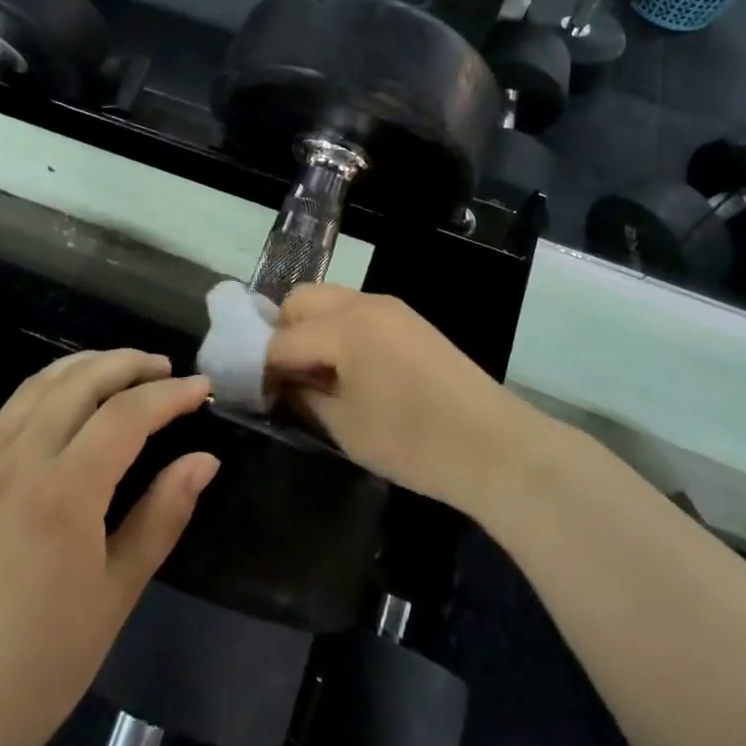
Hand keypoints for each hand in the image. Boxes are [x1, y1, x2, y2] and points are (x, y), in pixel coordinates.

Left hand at [0, 351, 217, 745]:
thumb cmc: (50, 658)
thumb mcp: (120, 589)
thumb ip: (164, 514)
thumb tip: (205, 459)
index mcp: (63, 492)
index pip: (126, 414)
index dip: (169, 395)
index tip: (201, 388)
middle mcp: (18, 462)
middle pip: (80, 381)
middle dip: (128, 363)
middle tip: (165, 368)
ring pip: (38, 385)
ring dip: (86, 366)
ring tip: (121, 369)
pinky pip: (9, 414)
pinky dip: (48, 391)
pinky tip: (68, 406)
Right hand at [265, 287, 526, 509]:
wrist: (492, 445)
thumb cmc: (412, 441)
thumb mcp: (345, 426)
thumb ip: (304, 396)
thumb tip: (281, 383)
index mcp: (343, 326)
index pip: (281, 338)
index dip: (260, 366)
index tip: (252, 392)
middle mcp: (363, 303)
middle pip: (301, 300)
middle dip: (282, 332)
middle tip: (284, 376)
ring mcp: (390, 307)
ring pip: (329, 301)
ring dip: (311, 328)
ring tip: (314, 373)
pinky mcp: (408, 320)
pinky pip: (357, 312)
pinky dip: (339, 331)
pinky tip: (346, 369)